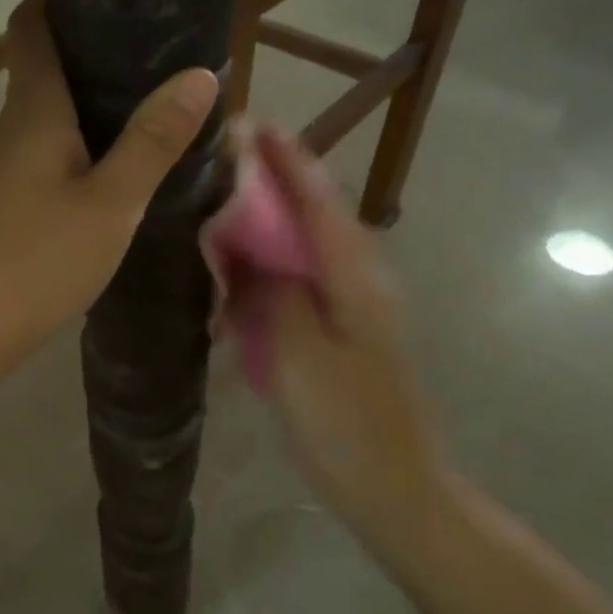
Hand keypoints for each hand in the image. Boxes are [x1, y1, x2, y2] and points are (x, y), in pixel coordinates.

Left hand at [0, 0, 217, 376]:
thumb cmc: (38, 257)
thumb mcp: (111, 202)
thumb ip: (153, 141)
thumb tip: (200, 74)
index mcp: (34, 109)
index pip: (32, 25)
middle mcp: (13, 128)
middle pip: (45, 66)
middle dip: (94, 48)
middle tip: (158, 41)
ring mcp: (5, 169)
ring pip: (49, 114)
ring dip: (91, 101)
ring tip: (151, 96)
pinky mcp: (7, 204)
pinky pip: (48, 154)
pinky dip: (82, 143)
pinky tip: (116, 162)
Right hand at [244, 128, 449, 545]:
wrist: (396, 490)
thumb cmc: (348, 425)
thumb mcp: (300, 356)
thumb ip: (270, 293)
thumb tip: (242, 247)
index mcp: (354, 277)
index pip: (317, 199)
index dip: (284, 158)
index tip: (247, 123)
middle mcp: (358, 280)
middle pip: (312, 215)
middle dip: (270, 182)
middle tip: (217, 164)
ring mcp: (350, 309)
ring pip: (302, 249)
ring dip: (265, 224)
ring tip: (216, 208)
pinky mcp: (338, 334)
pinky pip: (296, 285)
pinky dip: (265, 268)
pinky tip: (234, 276)